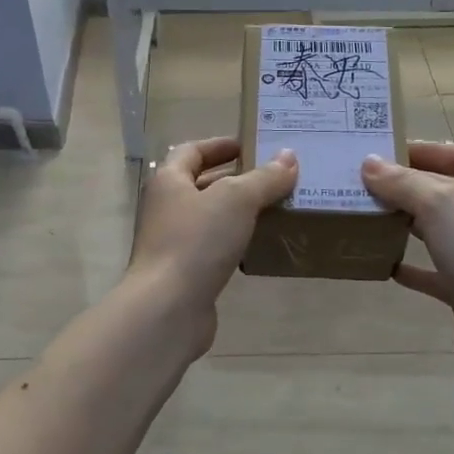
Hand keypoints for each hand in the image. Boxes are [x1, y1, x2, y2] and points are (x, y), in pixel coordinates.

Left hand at [126, 138, 298, 354]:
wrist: (168, 307)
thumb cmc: (196, 241)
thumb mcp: (237, 200)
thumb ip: (264, 178)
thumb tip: (289, 157)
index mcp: (168, 181)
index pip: (191, 151)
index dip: (219, 145)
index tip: (249, 145)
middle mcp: (164, 207)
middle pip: (199, 183)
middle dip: (233, 178)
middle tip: (270, 176)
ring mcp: (171, 242)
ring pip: (207, 217)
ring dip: (236, 211)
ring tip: (273, 207)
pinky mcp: (183, 272)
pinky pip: (211, 247)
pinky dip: (233, 241)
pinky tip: (258, 245)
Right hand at [360, 142, 453, 381]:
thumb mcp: (441, 204)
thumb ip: (403, 182)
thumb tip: (369, 163)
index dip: (428, 150)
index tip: (387, 153)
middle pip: (448, 191)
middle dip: (409, 186)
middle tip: (367, 184)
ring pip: (439, 231)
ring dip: (407, 223)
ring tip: (368, 216)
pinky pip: (434, 272)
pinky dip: (410, 266)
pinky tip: (382, 263)